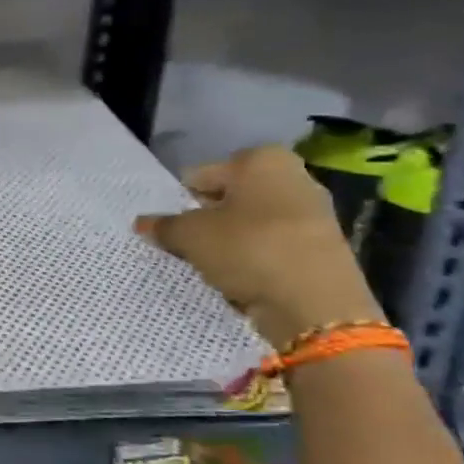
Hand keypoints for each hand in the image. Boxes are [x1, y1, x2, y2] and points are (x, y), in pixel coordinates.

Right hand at [137, 145, 385, 348]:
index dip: (180, 201)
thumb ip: (164, 226)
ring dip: (229, 241)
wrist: (315, 304)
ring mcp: (311, 212)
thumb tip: (142, 222)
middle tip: (186, 245)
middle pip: (229, 198)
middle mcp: (292, 176)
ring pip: (250, 223)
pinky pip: (271, 246)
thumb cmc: (248, 249)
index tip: (170, 226)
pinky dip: (253, 258)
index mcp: (261, 160)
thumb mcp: (191, 236)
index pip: (201, 175)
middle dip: (207, 219)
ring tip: (211, 265)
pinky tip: (239, 278)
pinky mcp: (320, 247)